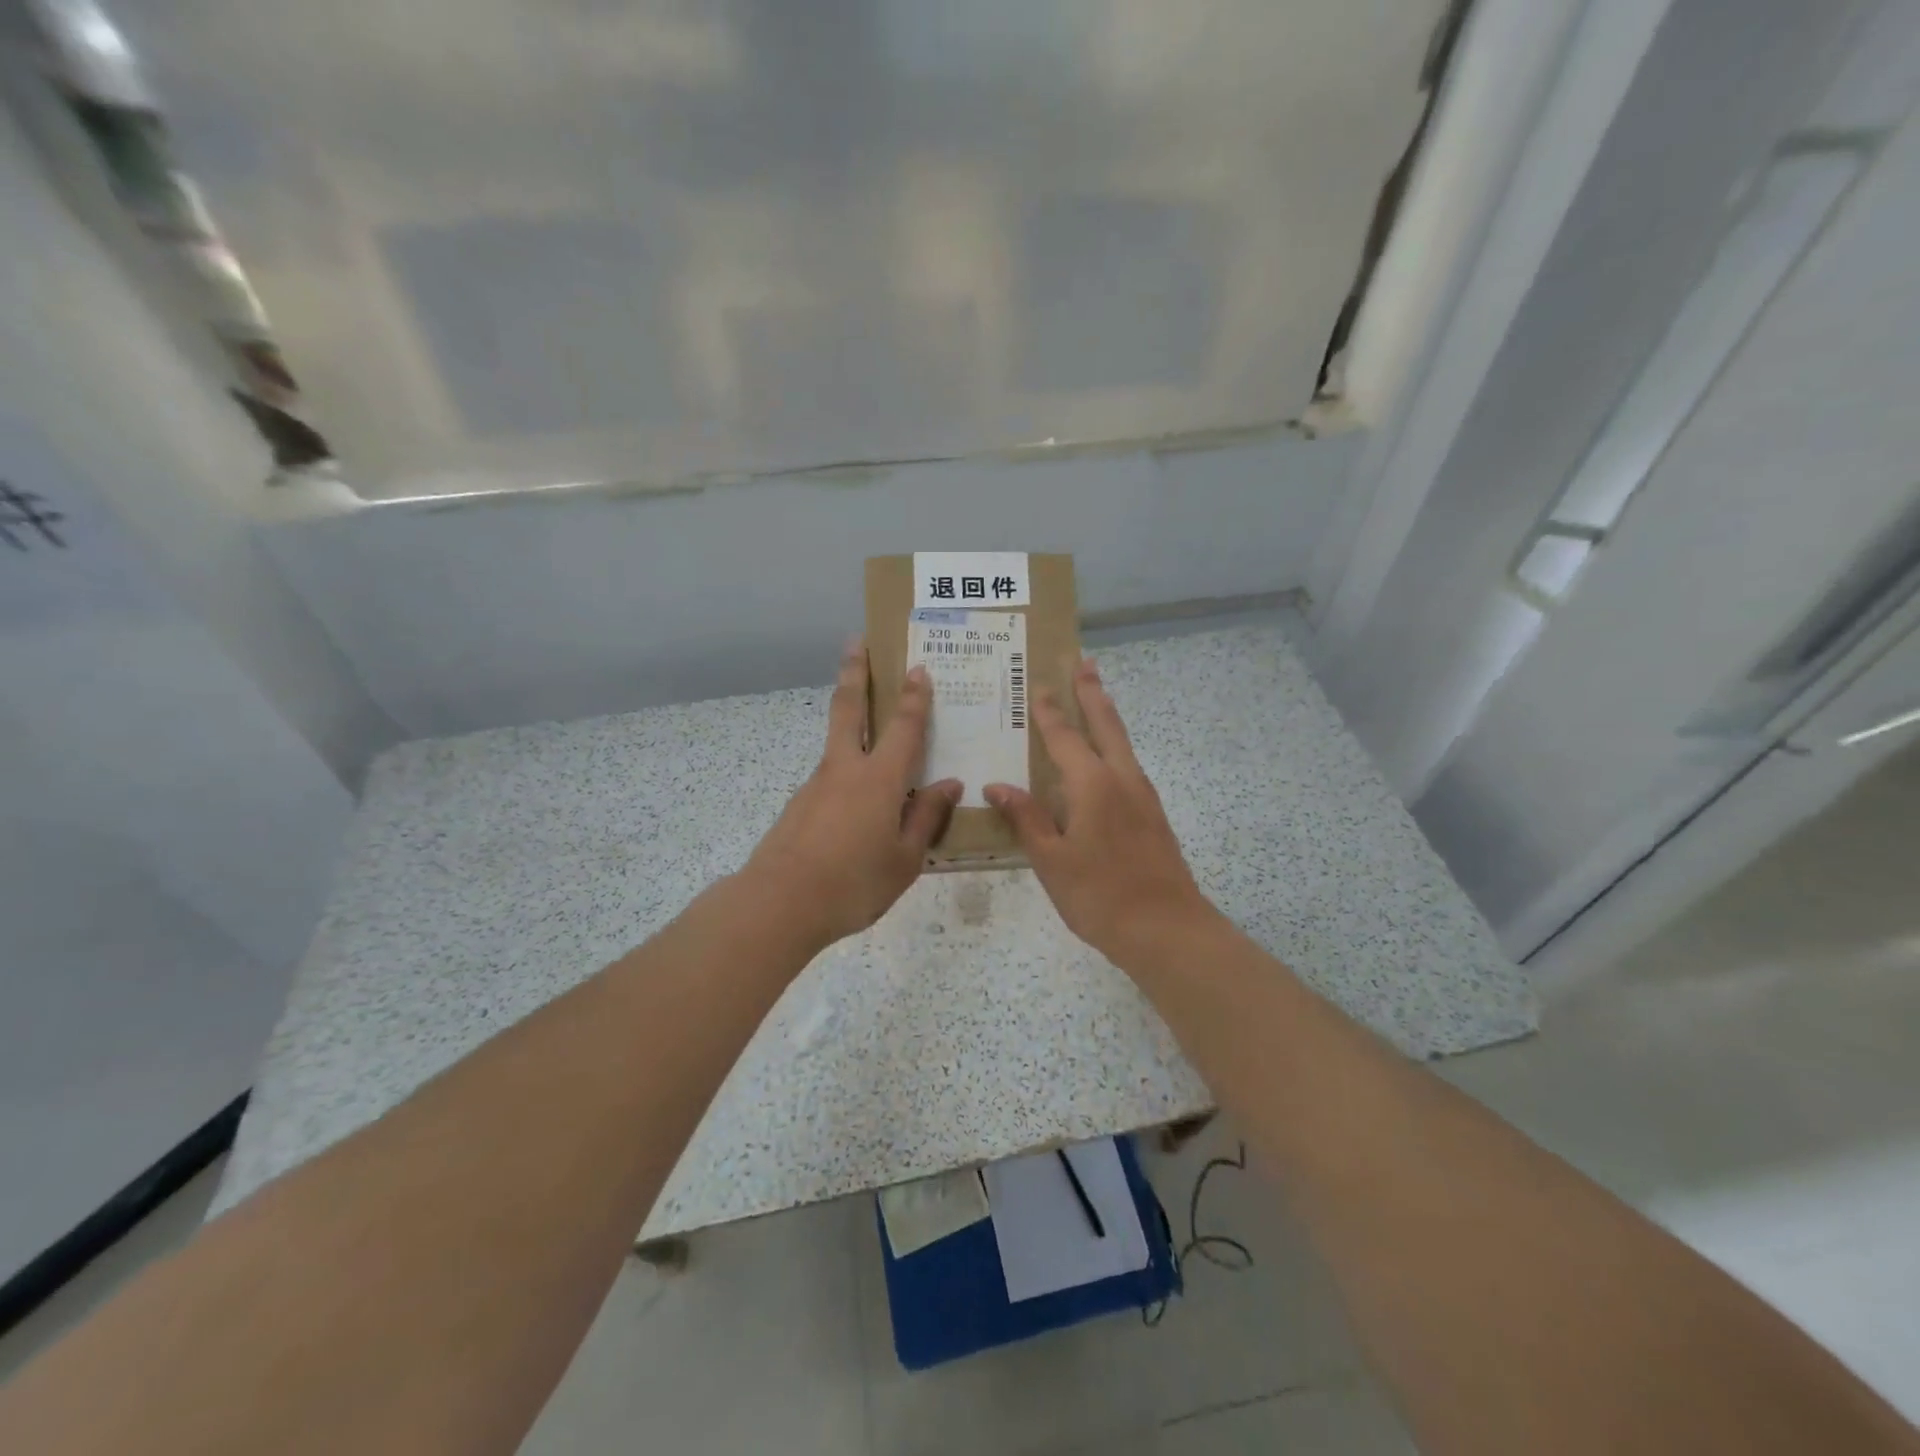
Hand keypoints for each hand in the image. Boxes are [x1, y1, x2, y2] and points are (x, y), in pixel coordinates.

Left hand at [744, 639, 960, 948]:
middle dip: (855, 672)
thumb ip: (926, 818)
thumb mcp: (904, 859)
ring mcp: (816, 785)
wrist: (779, 904)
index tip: (917, 668)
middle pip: (849, 708)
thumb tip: (948, 785)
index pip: (903, 727)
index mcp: (880, 780)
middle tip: (856, 641)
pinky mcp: (798, 805)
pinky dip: (845, 774)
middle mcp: (845, 770)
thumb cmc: (853, 883)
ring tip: (870, 729)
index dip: (914, 697)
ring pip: (837, 743)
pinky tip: (855, 805)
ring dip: (849, 721)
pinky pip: (830, 779)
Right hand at [985, 658, 1215, 962]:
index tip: (1039, 683)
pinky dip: (1116, 745)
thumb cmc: (1099, 894)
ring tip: (1098, 697)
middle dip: (1093, 693)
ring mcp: (1143, 796)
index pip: (1064, 737)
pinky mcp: (1153, 815)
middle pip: (1106, 724)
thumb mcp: (1051, 860)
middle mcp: (1121, 779)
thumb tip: (997, 785)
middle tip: (1085, 663)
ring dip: (1108, 716)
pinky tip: (1109, 760)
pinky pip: (1129, 765)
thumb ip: (1026, 818)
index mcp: (1092, 784)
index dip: (1049, 710)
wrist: (1166, 929)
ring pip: (1123, 743)